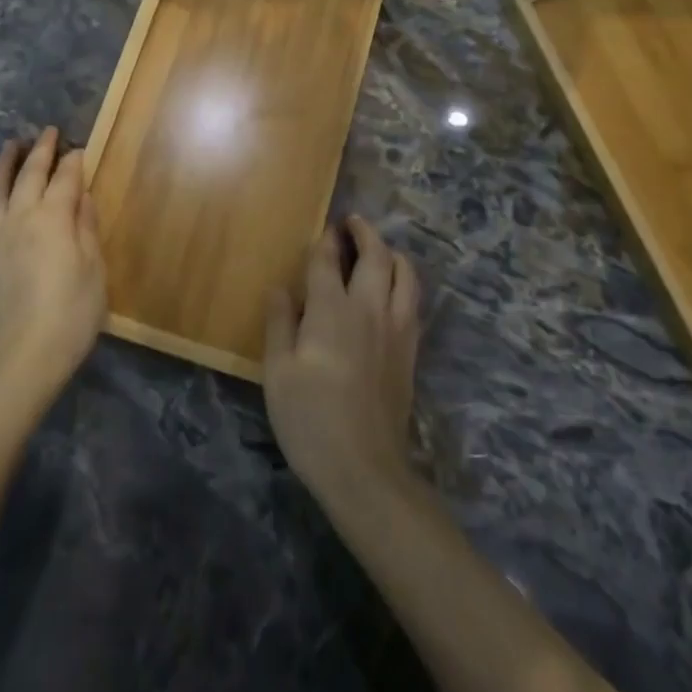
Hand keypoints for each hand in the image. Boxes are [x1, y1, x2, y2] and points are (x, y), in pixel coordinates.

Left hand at [0, 127, 107, 409]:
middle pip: (29, 175)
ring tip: (10, 146)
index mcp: (53, 218)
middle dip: (40, 151)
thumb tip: (81, 195)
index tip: (80, 148)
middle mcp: (19, 218)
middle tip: (47, 132)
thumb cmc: (72, 313)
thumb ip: (86, 227)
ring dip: (4, 164)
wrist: (23, 356)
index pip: (65, 179)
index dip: (74, 162)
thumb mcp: (94, 269)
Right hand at [264, 216, 420, 501]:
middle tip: (352, 222)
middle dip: (364, 232)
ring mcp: (396, 330)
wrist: (364, 469)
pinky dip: (405, 283)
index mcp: (331, 310)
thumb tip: (280, 287)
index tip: (323, 229)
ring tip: (378, 249)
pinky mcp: (410, 352)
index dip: (325, 240)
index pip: (328, 260)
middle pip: (376, 256)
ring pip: (405, 274)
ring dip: (392, 253)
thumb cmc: (310, 419)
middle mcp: (369, 309)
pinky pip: (414, 302)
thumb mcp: (277, 372)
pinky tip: (394, 292)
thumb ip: (279, 323)